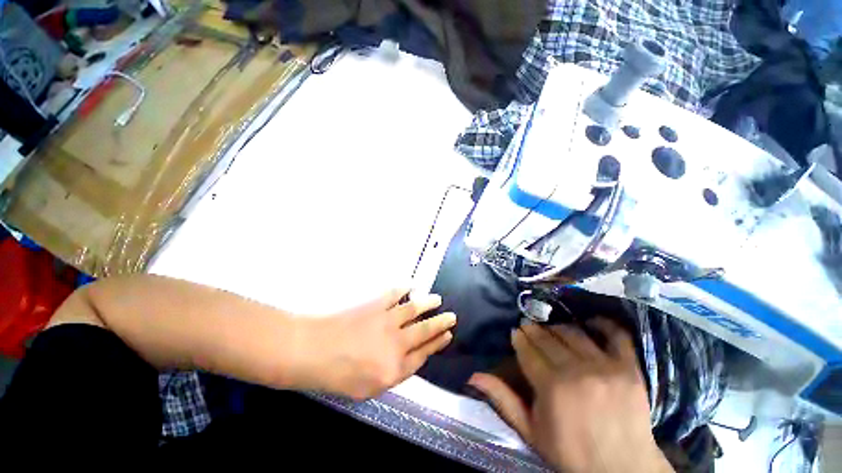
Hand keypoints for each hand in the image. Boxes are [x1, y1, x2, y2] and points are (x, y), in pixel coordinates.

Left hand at [292, 289, 455, 399]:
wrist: (312, 352)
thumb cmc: (336, 376)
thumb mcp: (367, 390)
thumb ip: (391, 375)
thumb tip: (406, 360)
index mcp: (395, 368)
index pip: (424, 355)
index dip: (437, 344)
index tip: (447, 336)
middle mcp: (397, 343)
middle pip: (425, 331)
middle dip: (441, 323)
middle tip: (452, 316)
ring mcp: (387, 321)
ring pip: (415, 310)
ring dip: (428, 304)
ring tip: (437, 299)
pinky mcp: (376, 305)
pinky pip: (396, 294)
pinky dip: (404, 289)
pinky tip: (410, 286)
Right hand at [468, 319, 673, 472]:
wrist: (623, 470)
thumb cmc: (572, 453)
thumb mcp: (532, 432)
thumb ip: (503, 400)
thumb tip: (474, 376)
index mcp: (551, 386)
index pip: (528, 350)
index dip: (519, 338)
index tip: (516, 333)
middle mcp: (576, 370)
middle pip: (548, 338)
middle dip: (534, 330)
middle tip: (529, 328)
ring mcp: (605, 367)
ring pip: (573, 332)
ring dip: (557, 327)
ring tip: (552, 329)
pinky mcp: (629, 368)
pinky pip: (616, 335)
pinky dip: (603, 324)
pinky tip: (590, 322)